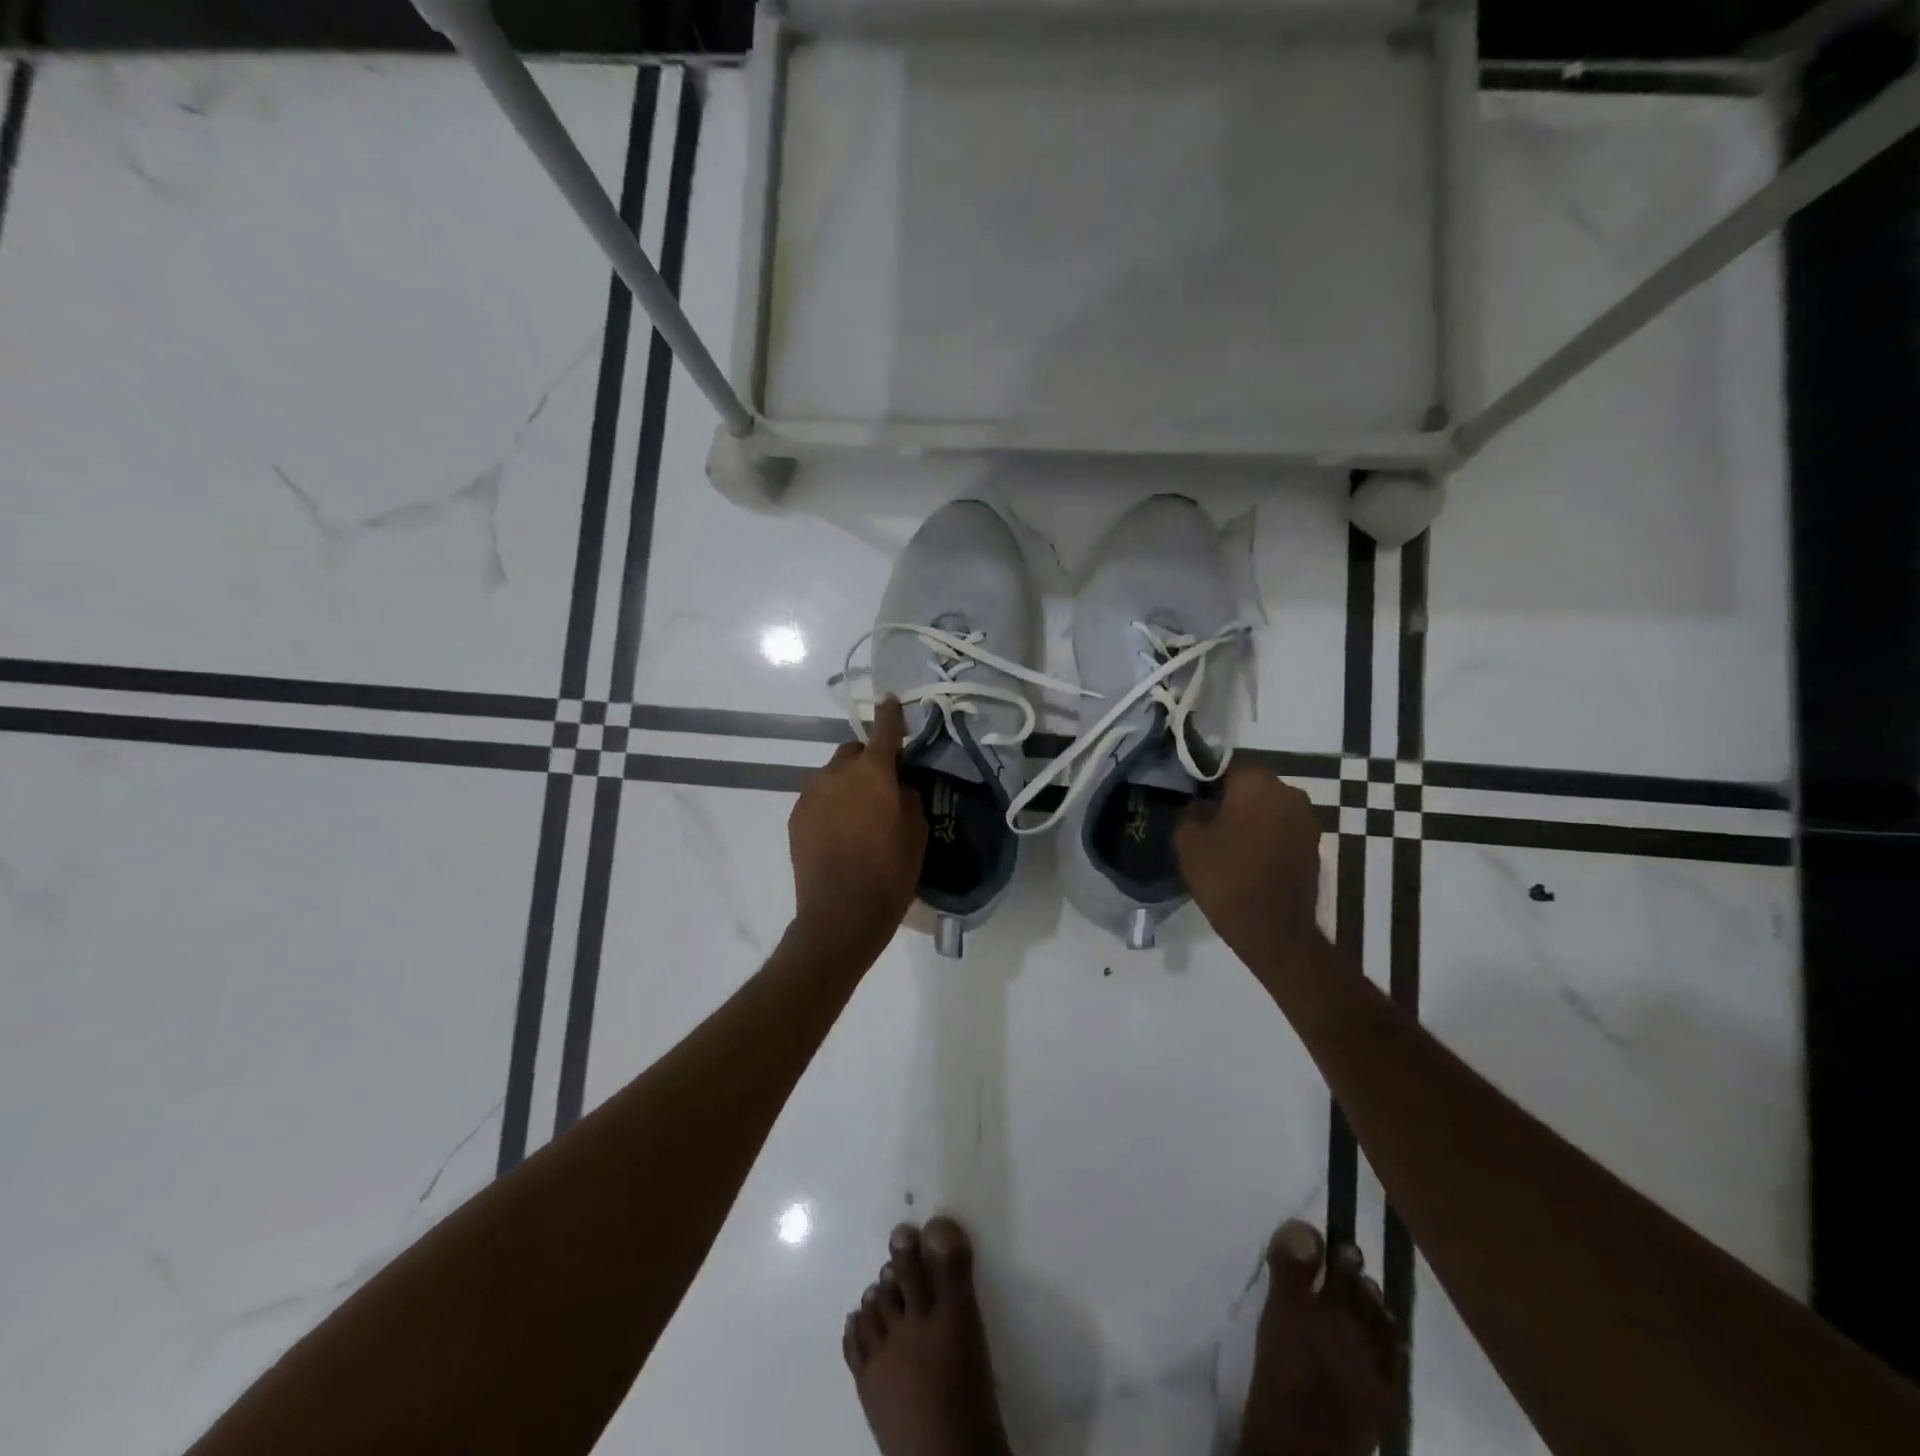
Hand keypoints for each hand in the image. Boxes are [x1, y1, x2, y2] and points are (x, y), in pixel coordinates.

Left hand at [788, 696, 926, 955]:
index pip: (883, 731)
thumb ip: (908, 797)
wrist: (840, 915)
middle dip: (868, 761)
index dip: (890, 715)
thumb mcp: (916, 833)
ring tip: (860, 816)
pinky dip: (831, 804)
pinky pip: (819, 798)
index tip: (891, 701)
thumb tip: (898, 785)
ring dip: (848, 784)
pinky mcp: (796, 816)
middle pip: (853, 753)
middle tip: (883, 787)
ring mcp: (810, 794)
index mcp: (872, 773)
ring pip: (833, 776)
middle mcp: (836, 774)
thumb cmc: (889, 873)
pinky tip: (840, 832)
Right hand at [1176, 763, 1322, 959]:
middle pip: (1253, 785)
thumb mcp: (1188, 842)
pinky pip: (1284, 829)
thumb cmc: (1226, 878)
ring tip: (1229, 841)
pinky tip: (1250, 857)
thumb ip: (1191, 812)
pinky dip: (1268, 836)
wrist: (1273, 929)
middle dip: (1232, 798)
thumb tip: (1201, 804)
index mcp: (1256, 783)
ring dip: (1253, 818)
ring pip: (1270, 807)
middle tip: (1209, 820)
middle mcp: (1288, 792)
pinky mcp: (1315, 846)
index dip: (1208, 780)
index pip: (1228, 765)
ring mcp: (1307, 820)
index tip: (1194, 798)